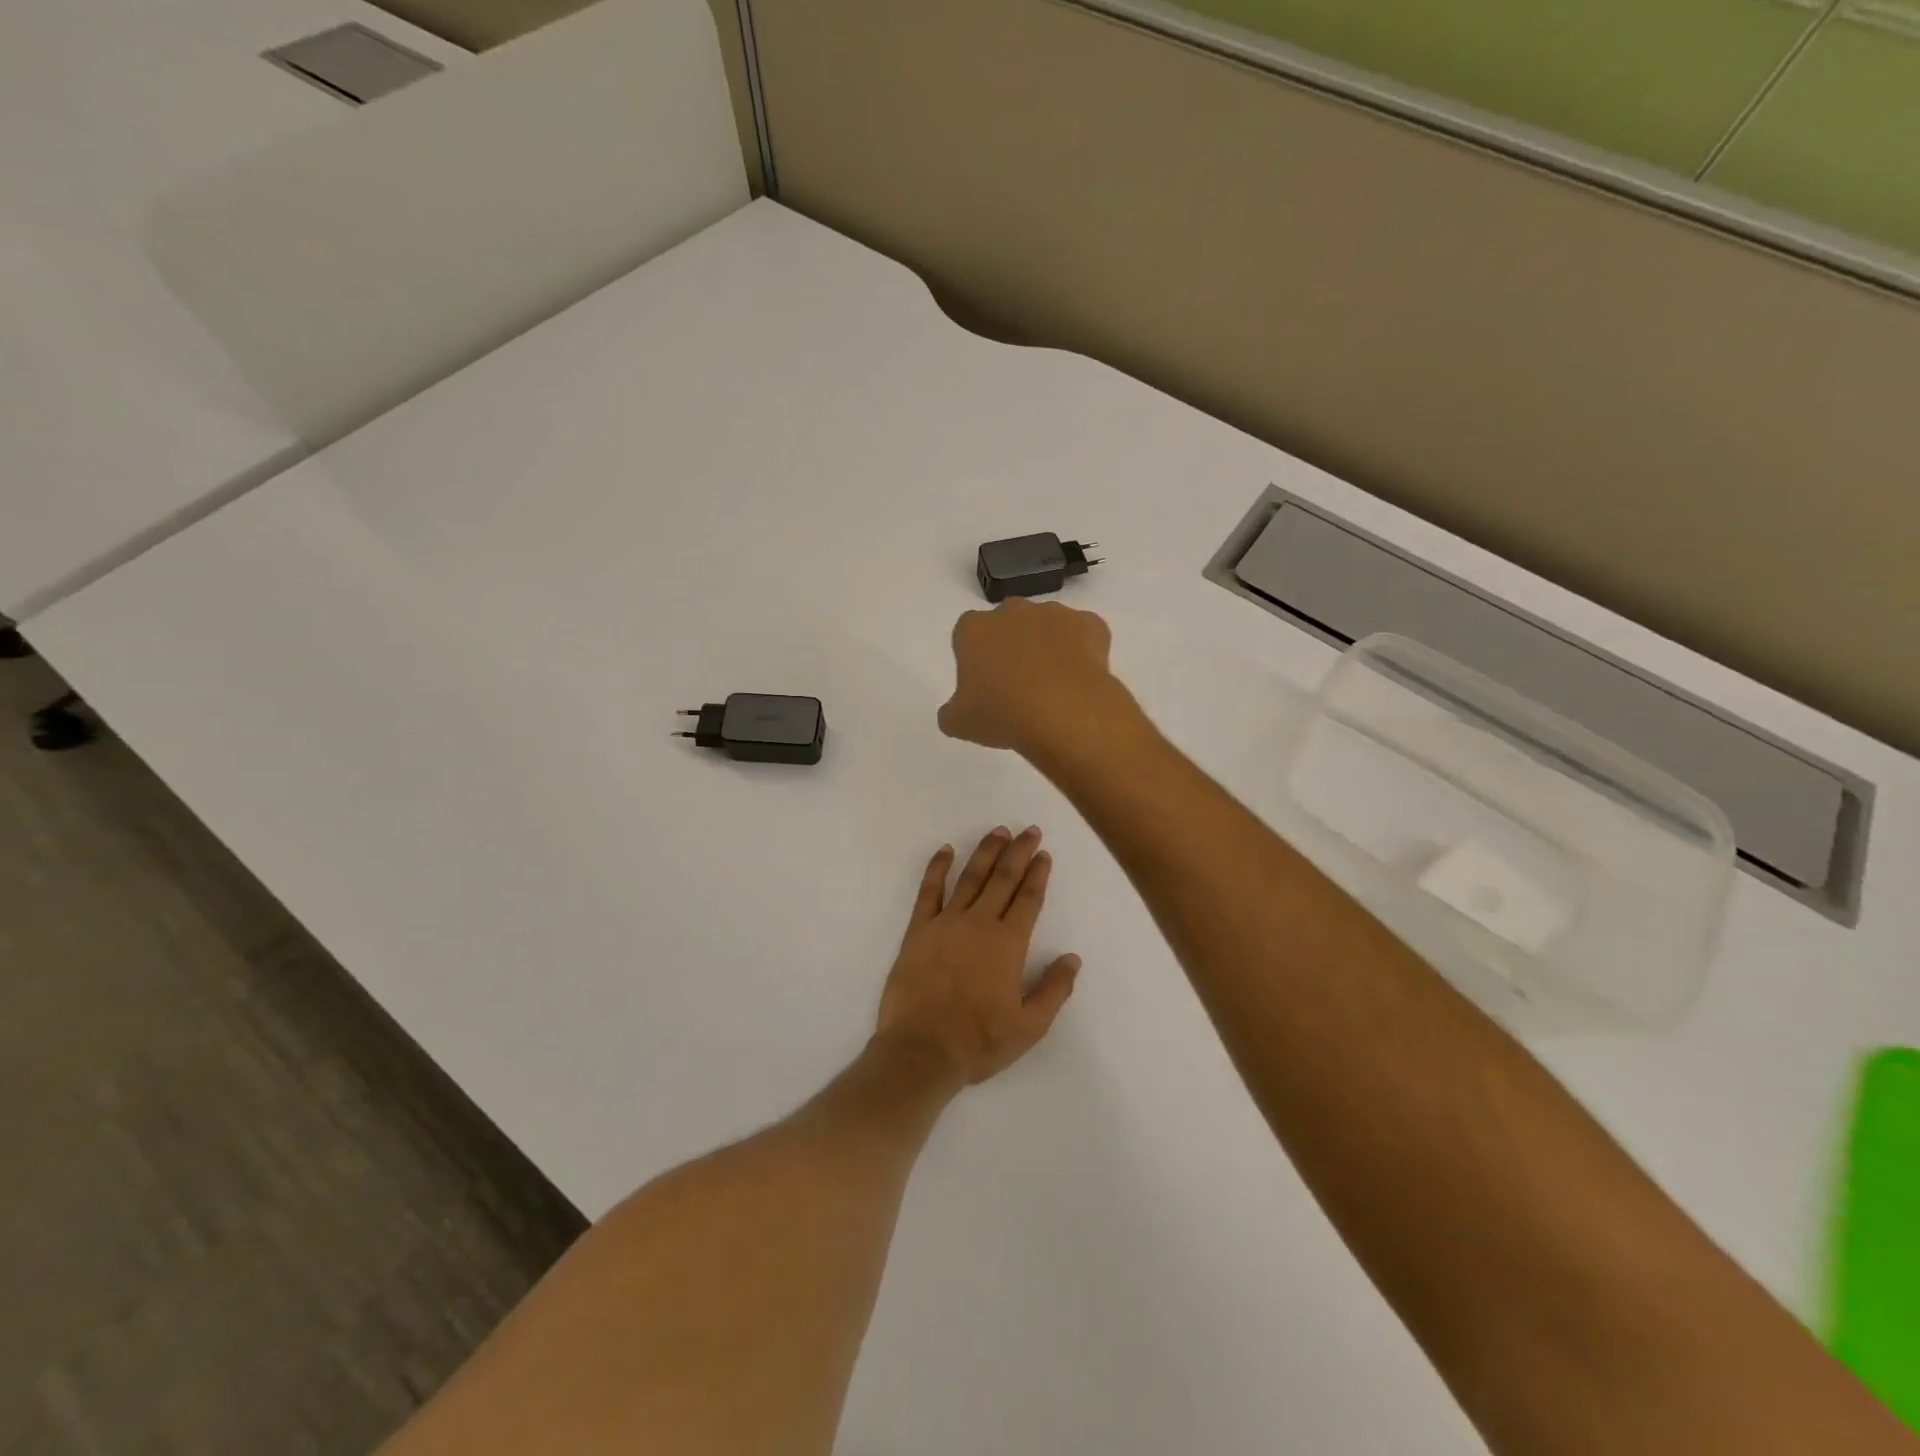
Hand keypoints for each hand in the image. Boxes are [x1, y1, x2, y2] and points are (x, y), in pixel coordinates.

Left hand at [875, 827, 1080, 1084]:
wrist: (921, 1050)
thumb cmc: (979, 1041)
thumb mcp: (1030, 1026)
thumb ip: (1054, 989)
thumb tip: (1072, 958)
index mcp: (1008, 944)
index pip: (1028, 900)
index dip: (1037, 875)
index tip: (1043, 854)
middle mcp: (979, 924)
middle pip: (1002, 879)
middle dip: (1018, 852)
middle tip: (1029, 830)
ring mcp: (946, 923)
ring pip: (970, 878)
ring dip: (986, 852)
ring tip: (998, 831)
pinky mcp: (918, 930)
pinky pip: (928, 891)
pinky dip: (937, 868)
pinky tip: (945, 850)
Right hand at [938, 599, 1138, 759]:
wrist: (1065, 713)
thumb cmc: (1003, 714)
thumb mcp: (960, 723)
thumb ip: (951, 712)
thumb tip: (954, 712)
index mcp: (974, 629)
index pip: (967, 635)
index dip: (976, 659)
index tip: (984, 685)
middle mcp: (1012, 611)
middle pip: (1008, 625)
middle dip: (1012, 647)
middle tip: (1017, 686)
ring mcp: (1054, 613)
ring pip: (1046, 627)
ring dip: (1046, 647)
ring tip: (1053, 687)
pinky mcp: (1090, 623)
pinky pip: (1082, 634)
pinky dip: (1082, 651)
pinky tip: (1079, 679)